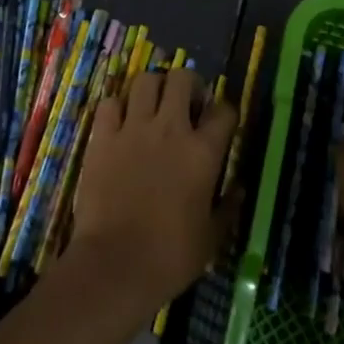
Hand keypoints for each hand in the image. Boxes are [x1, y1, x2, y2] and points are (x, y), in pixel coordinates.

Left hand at [65, 68, 237, 329]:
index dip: (225, 113)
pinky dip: (117, 107)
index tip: (220, 124)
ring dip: (152, 88)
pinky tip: (120, 123)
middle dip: (188, 85)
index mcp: (203, 152)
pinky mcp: (102, 136)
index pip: (224, 110)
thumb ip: (228, 208)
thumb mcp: (212, 238)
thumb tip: (240, 189)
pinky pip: (110, 103)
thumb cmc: (171, 256)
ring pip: (145, 80)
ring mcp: (133, 129)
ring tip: (153, 106)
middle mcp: (170, 129)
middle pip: (182, 78)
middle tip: (186, 104)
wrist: (116, 264)